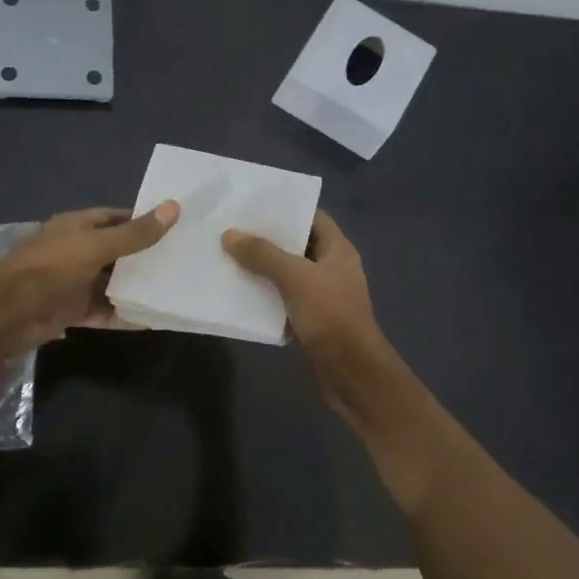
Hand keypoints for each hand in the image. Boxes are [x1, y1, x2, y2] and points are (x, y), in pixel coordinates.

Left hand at [0, 202, 179, 357]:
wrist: (5, 314)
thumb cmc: (50, 269)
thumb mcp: (96, 247)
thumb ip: (135, 234)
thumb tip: (174, 207)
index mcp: (77, 226)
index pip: (117, 218)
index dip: (144, 220)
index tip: (176, 227)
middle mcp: (76, 251)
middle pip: (116, 252)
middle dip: (145, 257)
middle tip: (184, 261)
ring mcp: (73, 282)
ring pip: (111, 283)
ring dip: (136, 287)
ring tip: (174, 290)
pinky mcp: (72, 311)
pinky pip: (104, 311)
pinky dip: (124, 315)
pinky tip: (152, 320)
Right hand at [222, 210, 401, 420]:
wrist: (351, 373)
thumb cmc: (330, 316)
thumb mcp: (295, 278)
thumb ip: (263, 254)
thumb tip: (230, 234)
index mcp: (338, 250)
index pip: (312, 217)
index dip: (285, 209)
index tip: (252, 205)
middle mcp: (332, 268)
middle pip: (297, 245)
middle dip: (266, 239)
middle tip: (231, 230)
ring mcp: (322, 296)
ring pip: (287, 274)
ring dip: (262, 269)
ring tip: (227, 258)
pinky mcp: (311, 321)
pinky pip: (284, 301)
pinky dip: (265, 296)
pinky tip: (238, 293)